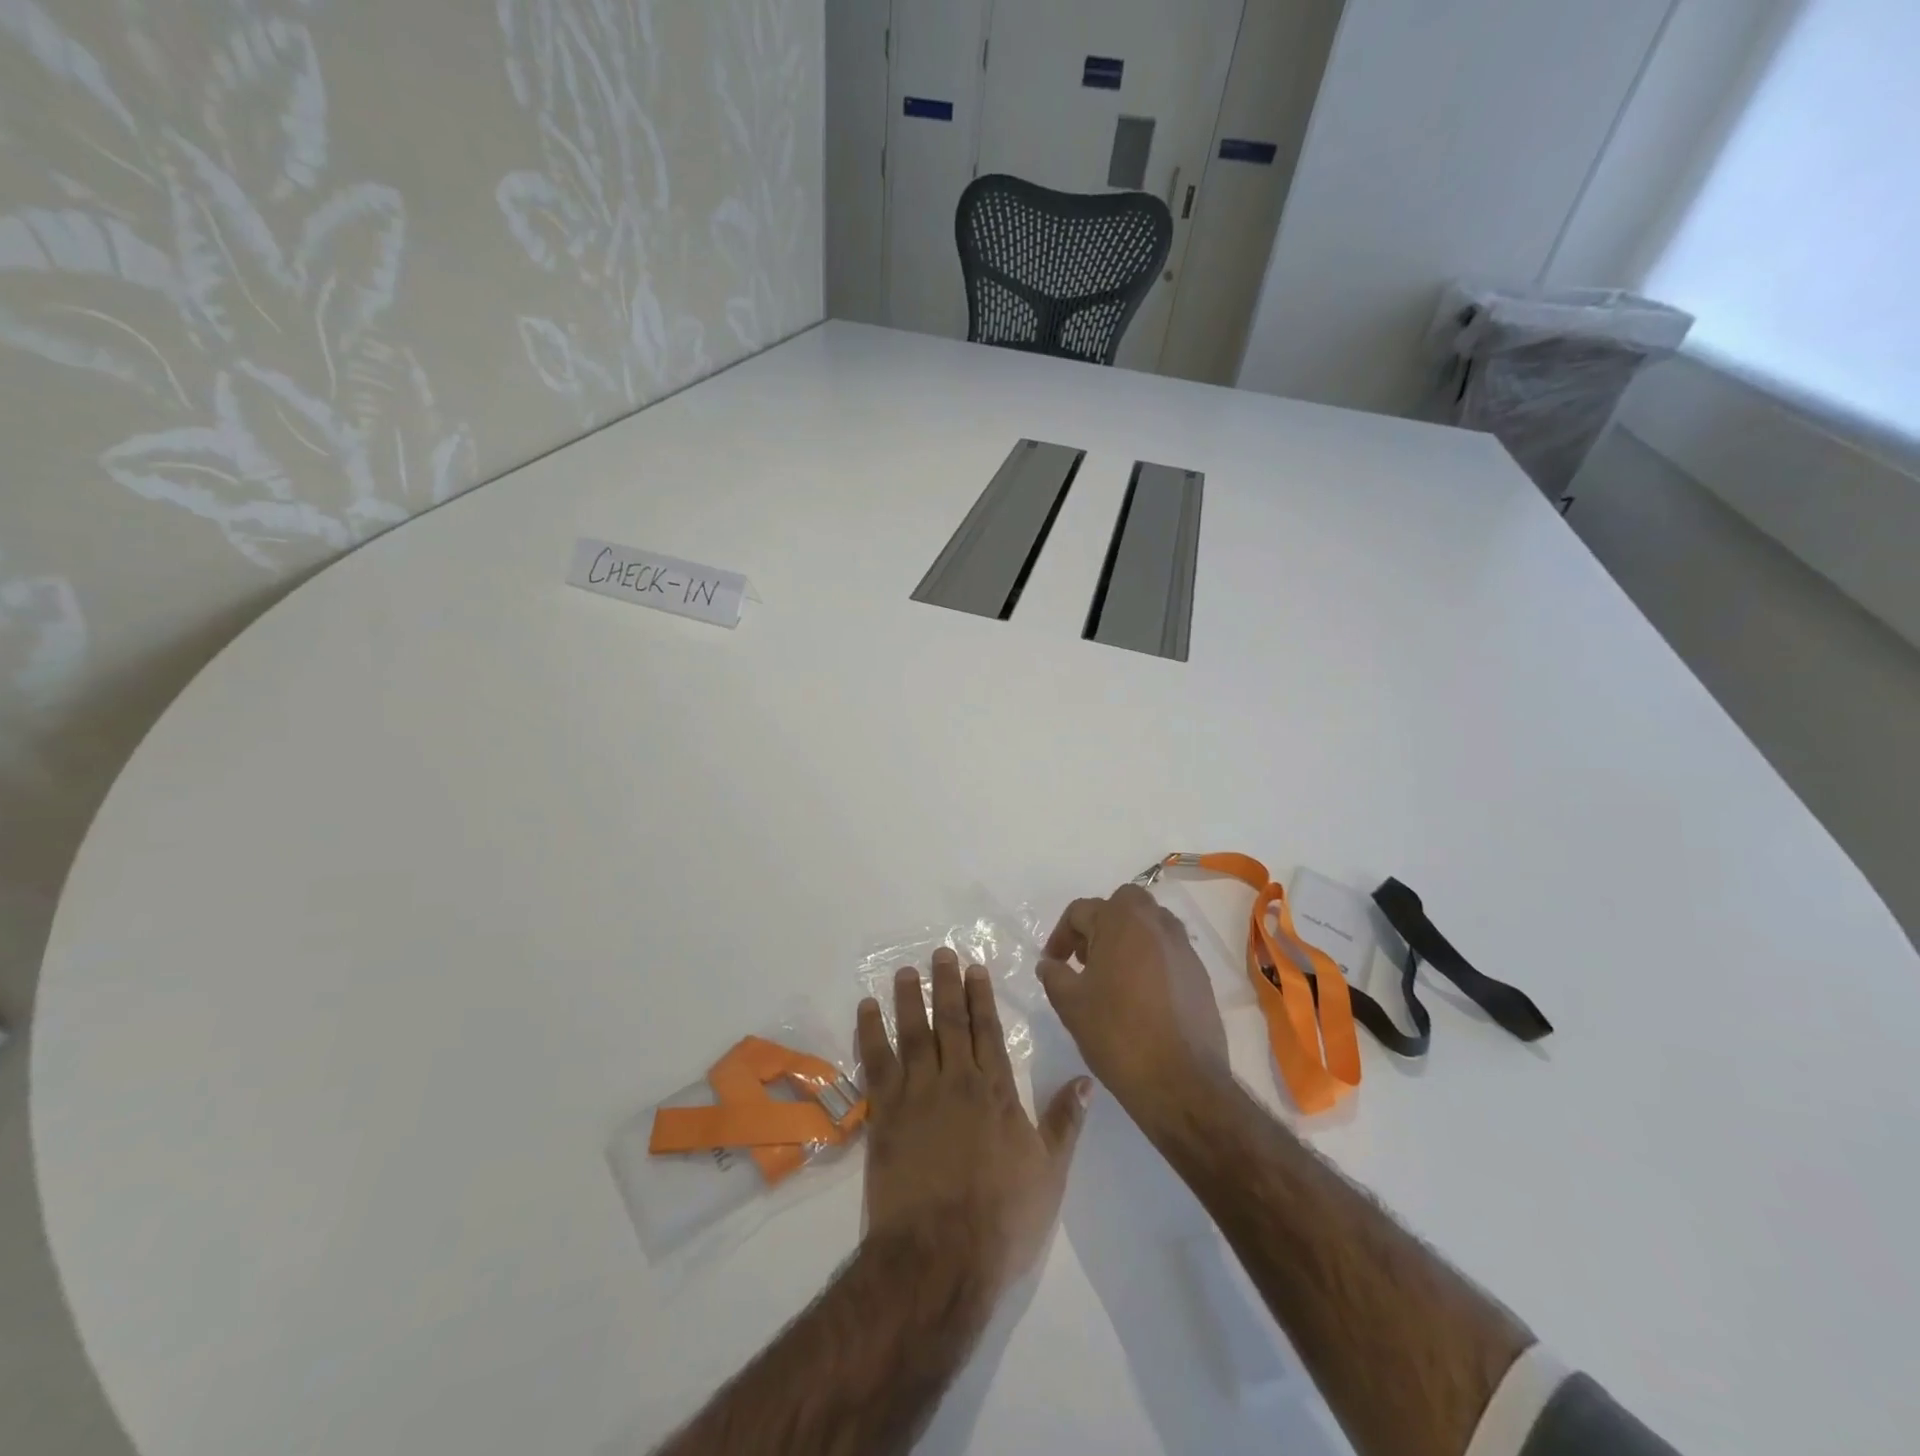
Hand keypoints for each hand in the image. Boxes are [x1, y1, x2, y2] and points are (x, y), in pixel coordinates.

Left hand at [856, 949, 1089, 1289]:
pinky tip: (866, 1010)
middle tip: (940, 953)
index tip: (974, 968)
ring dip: (909, 999)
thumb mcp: (1049, 1173)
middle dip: (947, 985)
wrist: (938, 1257)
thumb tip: (1086, 1080)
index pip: (988, 1031)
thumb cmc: (1001, 1219)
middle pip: (951, 1023)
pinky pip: (876, 1063)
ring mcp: (917, 1095)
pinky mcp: (885, 1114)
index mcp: (996, 1092)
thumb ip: (1065, 1122)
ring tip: (905, 971)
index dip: (981, 997)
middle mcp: (956, 1081)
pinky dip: (870, 1033)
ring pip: (913, 1033)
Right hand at [1037, 883, 1229, 1112]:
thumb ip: (1054, 975)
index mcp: (1121, 921)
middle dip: (1100, 923)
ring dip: (1128, 938)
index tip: (1053, 964)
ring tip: (1112, 976)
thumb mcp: (1070, 1004)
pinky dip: (1150, 959)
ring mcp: (1183, 947)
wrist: (1181, 1082)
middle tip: (1086, 958)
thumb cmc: (1118, 1034)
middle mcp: (1156, 923)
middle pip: (1122, 904)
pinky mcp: (1200, 974)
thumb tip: (1048, 964)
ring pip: (1149, 924)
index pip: (1081, 911)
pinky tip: (1140, 995)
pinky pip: (1168, 951)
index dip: (1061, 936)